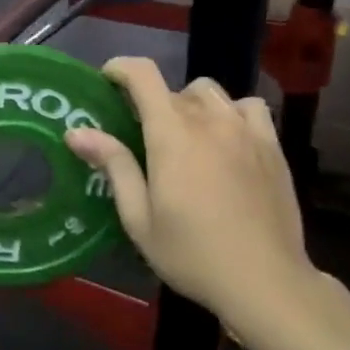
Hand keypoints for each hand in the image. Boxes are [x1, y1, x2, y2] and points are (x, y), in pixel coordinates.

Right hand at [63, 57, 311, 325]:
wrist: (265, 281)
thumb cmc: (192, 253)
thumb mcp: (139, 217)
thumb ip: (114, 166)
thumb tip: (77, 132)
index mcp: (172, 134)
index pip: (143, 76)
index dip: (121, 68)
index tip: (107, 81)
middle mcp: (209, 121)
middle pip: (174, 89)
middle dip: (153, 103)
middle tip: (145, 137)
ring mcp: (246, 130)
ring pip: (211, 93)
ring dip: (191, 104)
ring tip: (187, 136)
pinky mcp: (272, 146)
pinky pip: (249, 108)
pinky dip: (231, 113)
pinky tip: (227, 139)